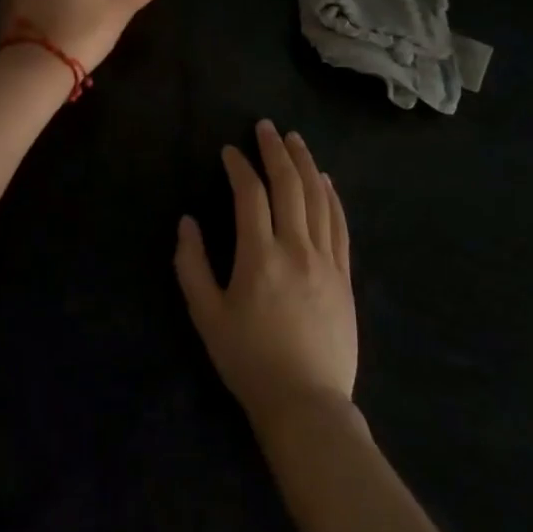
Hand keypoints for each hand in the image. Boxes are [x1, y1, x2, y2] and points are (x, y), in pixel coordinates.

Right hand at [174, 121, 356, 431]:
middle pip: (290, 186)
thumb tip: (187, 222)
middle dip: (276, 151)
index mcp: (259, 256)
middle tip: (266, 127)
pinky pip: (340, 225)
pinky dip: (332, 196)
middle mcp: (296, 249)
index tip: (229, 151)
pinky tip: (326, 180)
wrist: (307, 404)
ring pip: (319, 199)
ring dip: (306, 164)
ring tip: (295, 140)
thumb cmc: (249, 361)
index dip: (239, 166)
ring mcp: (326, 262)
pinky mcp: (344, 277)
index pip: (251, 194)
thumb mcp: (207, 316)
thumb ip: (192, 265)